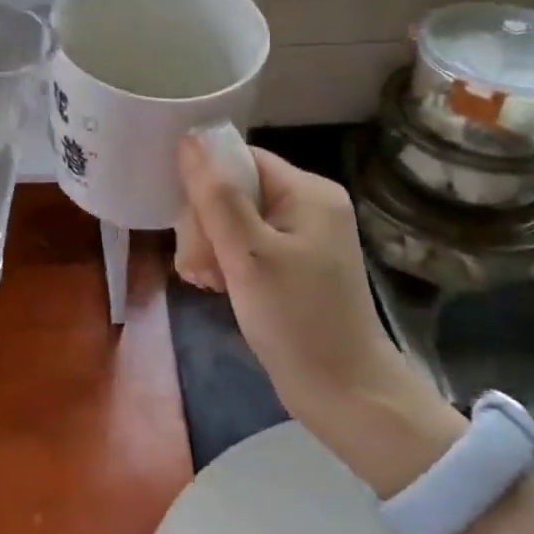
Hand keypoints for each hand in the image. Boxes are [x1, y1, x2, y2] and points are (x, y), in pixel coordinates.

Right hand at [175, 135, 462, 492]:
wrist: (344, 395)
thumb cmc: (296, 320)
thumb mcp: (247, 255)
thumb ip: (215, 195)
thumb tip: (189, 138)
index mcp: (307, 191)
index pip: (240, 160)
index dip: (206, 185)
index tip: (190, 225)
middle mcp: (307, 205)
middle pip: (233, 190)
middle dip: (205, 225)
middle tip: (198, 266)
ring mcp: (301, 236)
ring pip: (232, 219)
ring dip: (209, 247)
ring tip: (205, 281)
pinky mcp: (292, 264)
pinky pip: (244, 244)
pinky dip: (224, 262)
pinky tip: (215, 286)